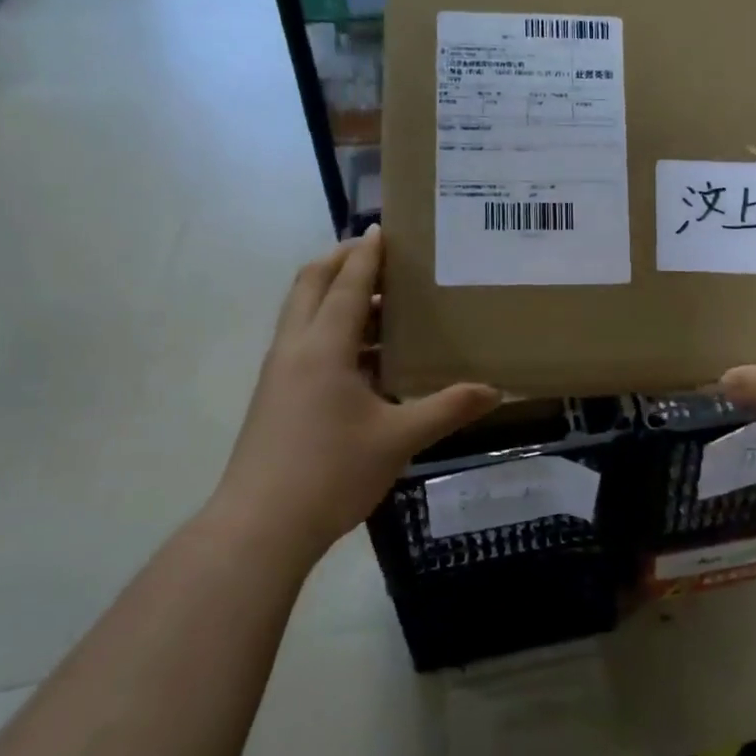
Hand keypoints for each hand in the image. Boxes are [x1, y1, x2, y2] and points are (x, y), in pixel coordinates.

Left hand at [207, 229, 500, 564]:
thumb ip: (447, 408)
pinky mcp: (277, 397)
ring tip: (382, 303)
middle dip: (341, 261)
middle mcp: (295, 349)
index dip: (366, 254)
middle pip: (310, 285)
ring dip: (336, 297)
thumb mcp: (399, 439)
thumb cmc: (331, 472)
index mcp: (323, 348)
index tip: (384, 229)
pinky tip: (367, 358)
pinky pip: (305, 343)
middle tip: (378, 255)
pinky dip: (332, 331)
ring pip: (303, 315)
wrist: (260, 526)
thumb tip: (495, 390)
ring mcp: (280, 373)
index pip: (347, 284)